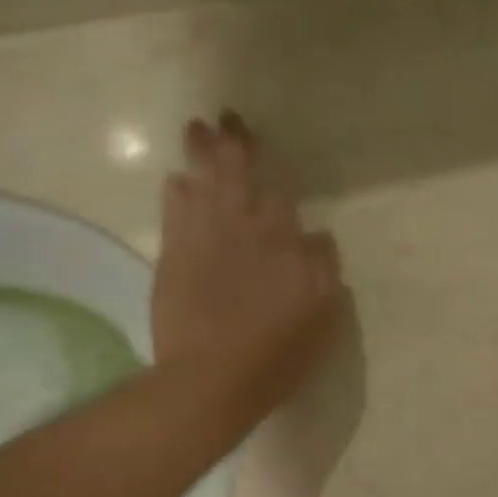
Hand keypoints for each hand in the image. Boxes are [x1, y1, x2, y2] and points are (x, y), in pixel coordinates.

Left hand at [153, 112, 344, 415]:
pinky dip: (176, 192)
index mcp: (285, 244)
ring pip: (205, 183)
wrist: (213, 378)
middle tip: (227, 118)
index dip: (274, 180)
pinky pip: (174, 211)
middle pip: (240, 176)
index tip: (269, 166)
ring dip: (202, 154)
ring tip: (198, 128)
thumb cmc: (276, 354)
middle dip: (235, 145)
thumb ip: (323, 270)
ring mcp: (206, 239)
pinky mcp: (174, 256)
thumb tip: (317, 237)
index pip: (282, 198)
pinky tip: (175, 179)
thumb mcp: (322, 317)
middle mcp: (246, 230)